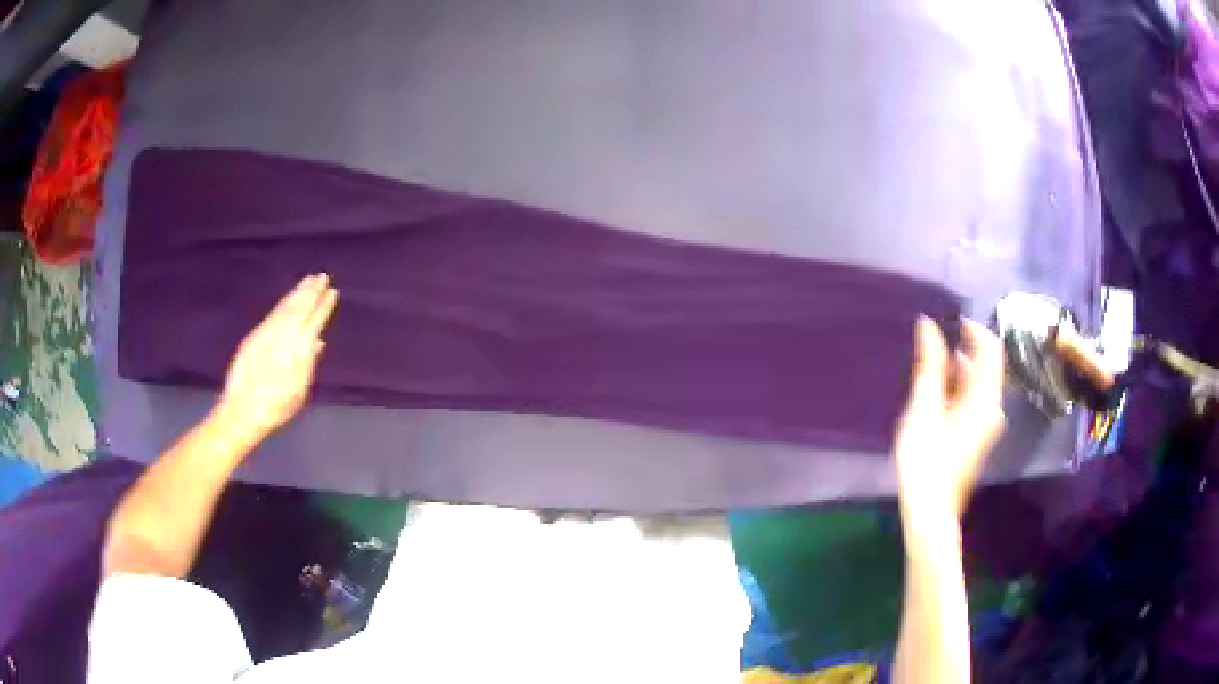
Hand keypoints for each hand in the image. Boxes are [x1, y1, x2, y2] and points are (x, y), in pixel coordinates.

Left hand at [217, 274, 338, 439]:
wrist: (245, 408)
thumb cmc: (277, 407)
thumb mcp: (300, 390)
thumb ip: (309, 363)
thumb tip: (318, 342)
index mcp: (302, 348)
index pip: (316, 320)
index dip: (325, 305)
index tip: (332, 291)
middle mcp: (287, 335)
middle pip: (302, 307)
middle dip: (313, 291)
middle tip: (322, 276)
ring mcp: (270, 332)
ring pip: (288, 305)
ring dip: (299, 292)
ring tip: (308, 280)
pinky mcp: (257, 334)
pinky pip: (275, 312)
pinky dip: (284, 302)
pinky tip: (289, 298)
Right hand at [895, 317, 1005, 520]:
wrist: (930, 513)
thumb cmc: (926, 462)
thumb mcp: (924, 409)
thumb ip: (930, 366)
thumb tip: (929, 324)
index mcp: (985, 400)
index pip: (990, 350)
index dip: (973, 329)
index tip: (948, 319)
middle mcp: (992, 408)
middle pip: (985, 366)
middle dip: (961, 349)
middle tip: (931, 346)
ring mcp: (986, 424)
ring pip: (977, 384)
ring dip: (957, 370)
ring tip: (928, 371)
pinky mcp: (977, 436)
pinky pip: (973, 399)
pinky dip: (957, 388)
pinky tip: (935, 397)